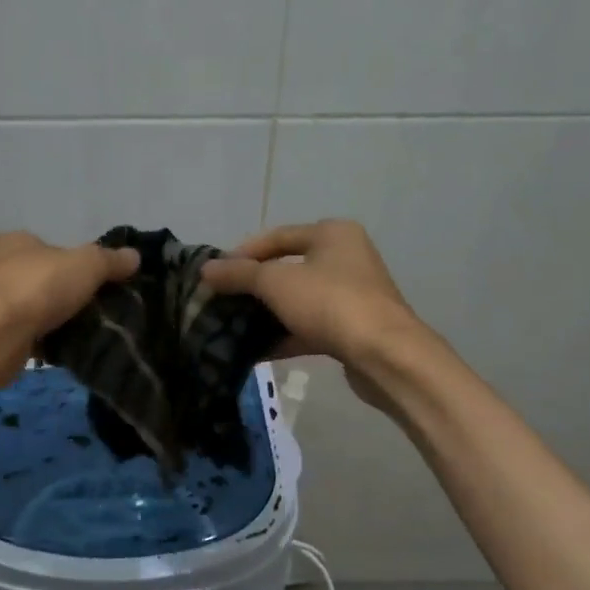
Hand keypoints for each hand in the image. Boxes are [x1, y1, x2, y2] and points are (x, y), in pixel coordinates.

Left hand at [0, 231, 138, 342]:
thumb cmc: (39, 288)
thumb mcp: (86, 265)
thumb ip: (110, 260)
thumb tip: (135, 256)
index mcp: (16, 241)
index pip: (53, 247)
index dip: (77, 262)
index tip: (98, 281)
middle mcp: (0, 267)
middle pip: (46, 278)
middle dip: (69, 292)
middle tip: (97, 308)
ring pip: (38, 308)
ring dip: (58, 318)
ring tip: (86, 330)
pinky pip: (30, 334)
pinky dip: (47, 340)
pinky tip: (66, 347)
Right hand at [200, 219, 424, 369]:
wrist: (383, 354)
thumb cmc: (330, 303)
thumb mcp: (277, 283)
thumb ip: (239, 274)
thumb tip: (205, 269)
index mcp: (332, 234)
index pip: (277, 236)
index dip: (242, 253)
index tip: (215, 274)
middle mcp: (345, 258)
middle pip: (287, 268)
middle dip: (252, 286)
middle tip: (221, 300)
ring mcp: (349, 295)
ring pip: (297, 300)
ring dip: (266, 313)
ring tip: (232, 326)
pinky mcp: (350, 328)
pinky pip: (308, 327)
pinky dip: (283, 336)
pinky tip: (255, 350)